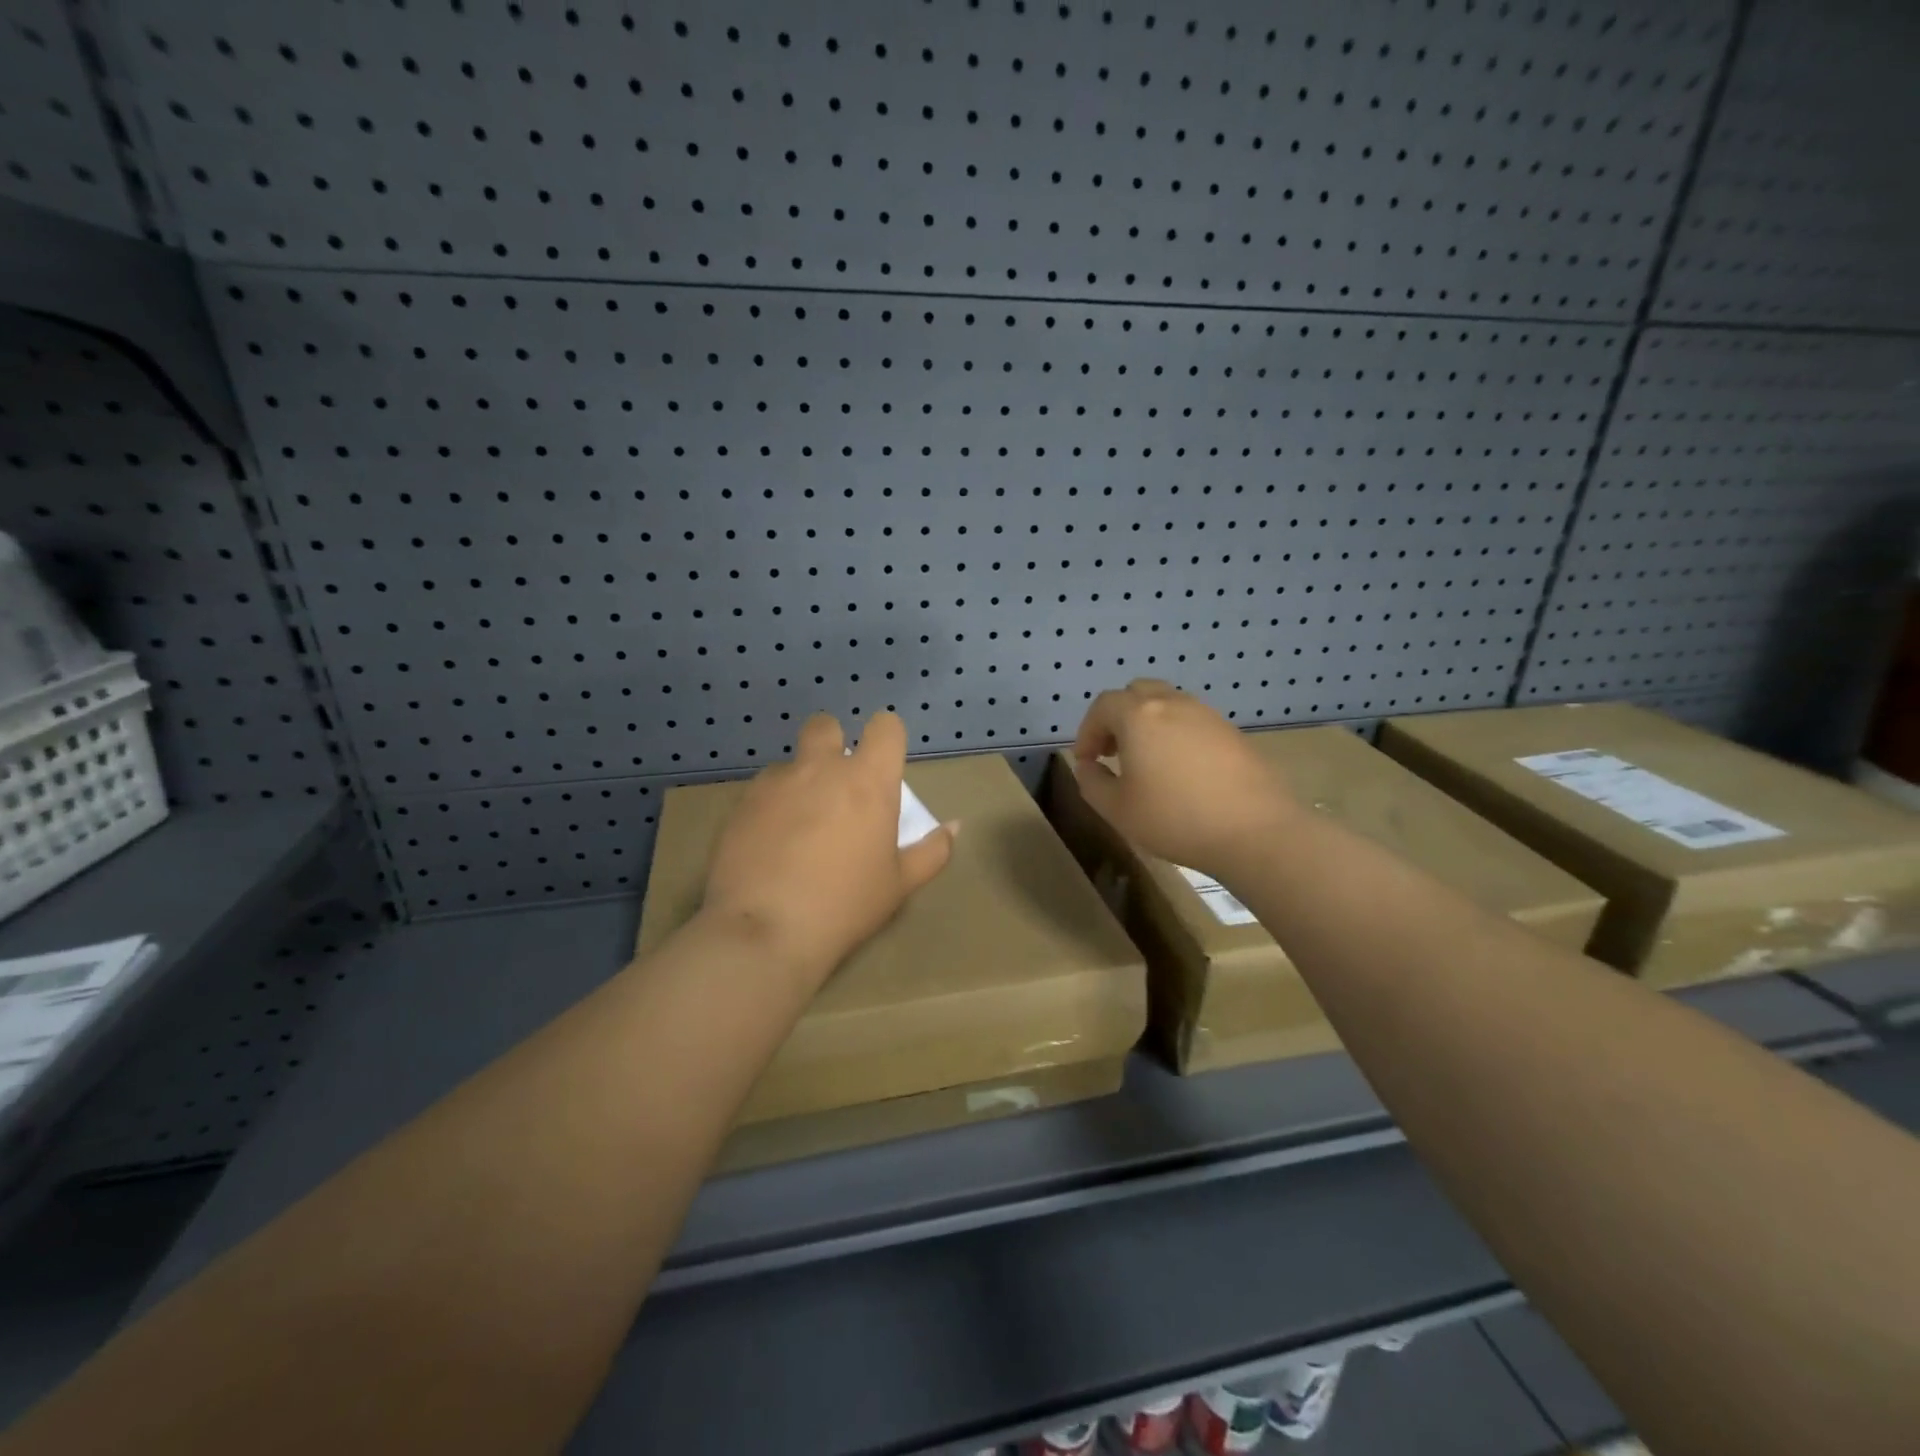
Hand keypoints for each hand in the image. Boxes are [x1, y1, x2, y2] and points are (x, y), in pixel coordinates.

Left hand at [701, 710, 956, 983]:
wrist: (765, 930)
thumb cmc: (845, 905)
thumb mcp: (900, 885)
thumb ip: (932, 850)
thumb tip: (953, 827)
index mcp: (868, 781)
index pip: (885, 726)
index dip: (887, 737)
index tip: (883, 763)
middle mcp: (821, 768)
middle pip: (826, 726)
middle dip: (832, 743)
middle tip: (836, 785)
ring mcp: (776, 783)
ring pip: (791, 763)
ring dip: (800, 781)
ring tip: (799, 826)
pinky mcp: (741, 804)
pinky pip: (762, 790)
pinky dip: (771, 806)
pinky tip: (770, 843)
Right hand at [1071, 680, 1294, 879]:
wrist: (1256, 831)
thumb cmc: (1175, 818)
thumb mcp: (1117, 809)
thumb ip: (1092, 783)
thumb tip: (1088, 766)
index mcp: (1139, 716)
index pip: (1103, 706)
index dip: (1087, 730)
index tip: (1086, 760)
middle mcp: (1173, 704)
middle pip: (1137, 693)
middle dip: (1118, 718)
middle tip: (1113, 751)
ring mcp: (1207, 715)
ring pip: (1168, 705)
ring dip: (1148, 725)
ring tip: (1147, 763)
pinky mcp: (1232, 733)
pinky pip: (1193, 722)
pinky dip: (1176, 735)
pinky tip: (1181, 773)